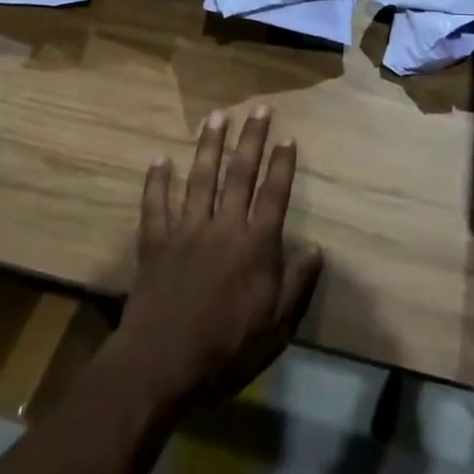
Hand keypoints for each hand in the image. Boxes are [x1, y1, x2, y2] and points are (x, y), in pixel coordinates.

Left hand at [110, 108, 322, 416]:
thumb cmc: (227, 350)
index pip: (274, 194)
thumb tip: (317, 249)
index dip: (282, 165)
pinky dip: (157, 181)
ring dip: (210, 145)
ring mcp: (187, 230)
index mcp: (255, 245)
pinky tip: (160, 159)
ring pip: (201, 178)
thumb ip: (297, 285)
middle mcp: (224, 226)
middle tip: (260, 108)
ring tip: (217, 116)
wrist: (162, 365)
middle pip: (241, 174)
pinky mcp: (156, 241)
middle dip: (252, 139)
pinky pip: (156, 204)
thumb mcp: (277, 328)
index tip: (288, 137)